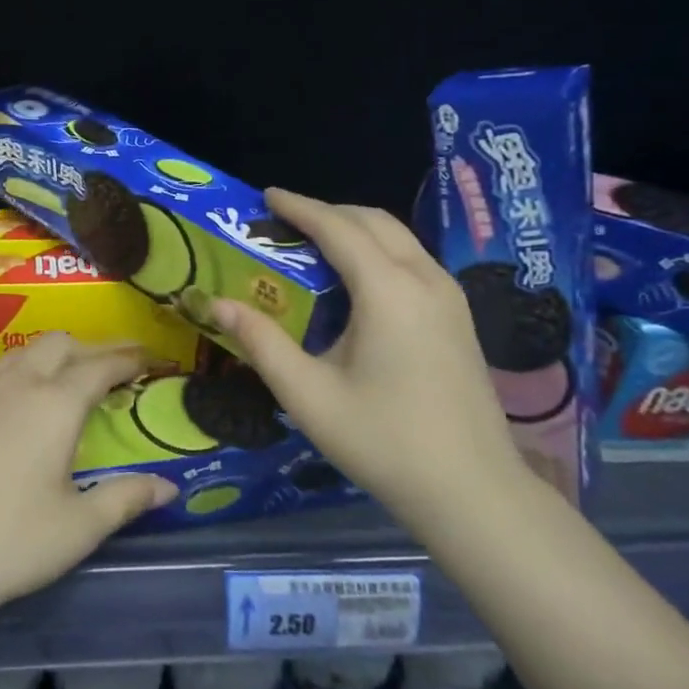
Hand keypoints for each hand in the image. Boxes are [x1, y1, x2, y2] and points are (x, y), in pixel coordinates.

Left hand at [0, 334, 179, 624]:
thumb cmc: (11, 542)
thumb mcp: (80, 526)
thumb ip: (127, 498)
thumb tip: (168, 488)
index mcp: (55, 404)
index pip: (101, 365)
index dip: (130, 358)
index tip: (152, 359)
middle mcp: (19, 384)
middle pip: (61, 343)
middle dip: (93, 349)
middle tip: (116, 372)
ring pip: (26, 351)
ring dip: (56, 355)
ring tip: (73, 381)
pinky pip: (0, 370)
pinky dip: (26, 370)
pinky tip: (26, 404)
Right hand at [210, 188, 527, 527]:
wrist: (472, 492)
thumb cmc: (383, 441)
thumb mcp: (308, 395)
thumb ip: (261, 343)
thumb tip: (216, 303)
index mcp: (388, 290)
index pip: (337, 228)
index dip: (299, 207)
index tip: (266, 195)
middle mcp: (425, 279)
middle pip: (373, 221)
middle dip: (327, 211)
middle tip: (284, 221)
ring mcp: (450, 297)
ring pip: (399, 238)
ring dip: (355, 229)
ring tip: (314, 244)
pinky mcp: (459, 318)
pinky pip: (413, 260)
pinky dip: (378, 250)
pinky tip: (356, 280)